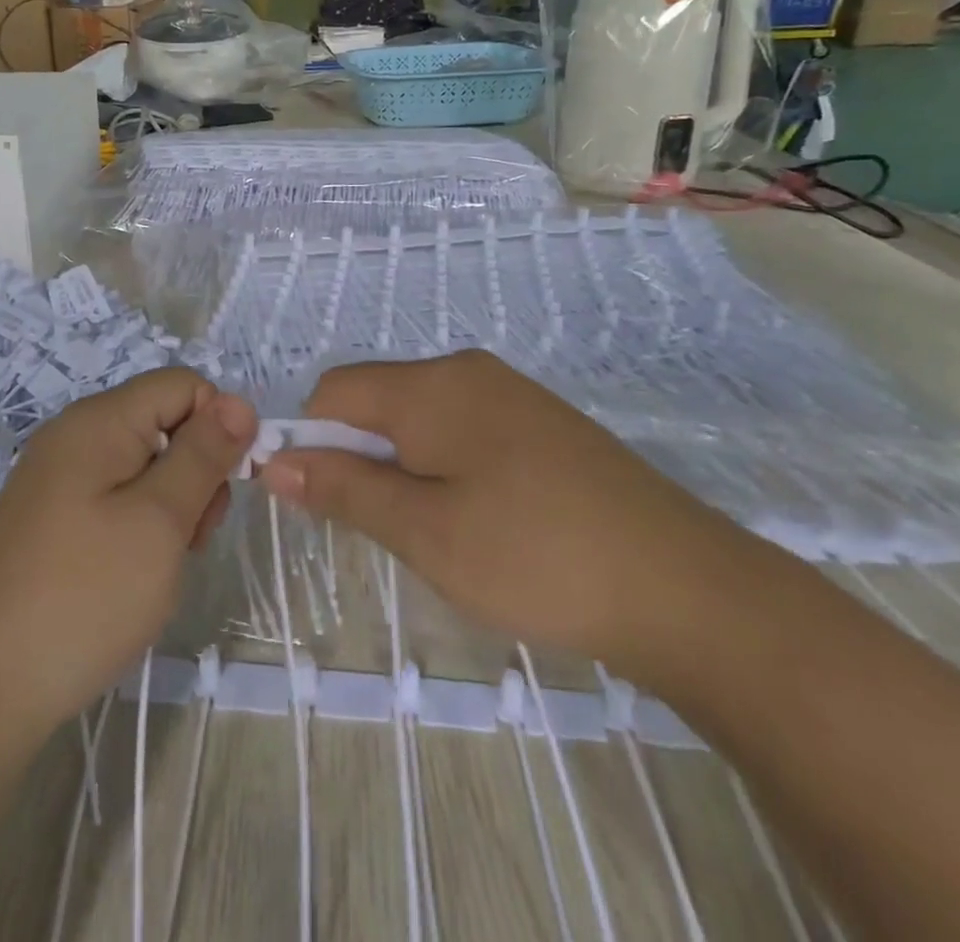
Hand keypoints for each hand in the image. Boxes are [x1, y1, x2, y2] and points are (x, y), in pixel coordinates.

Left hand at [0, 368, 254, 737]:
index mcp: (98, 420)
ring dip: (171, 504)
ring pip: (144, 462)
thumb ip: (203, 454)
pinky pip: (115, 494)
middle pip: (163, 422)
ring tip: (161, 562)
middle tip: (189, 537)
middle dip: (194, 471)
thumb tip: (238, 401)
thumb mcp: (161, 519)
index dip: (216, 425)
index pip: (182, 385)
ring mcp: (58, 475)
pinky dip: (140, 522)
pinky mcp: (51, 513)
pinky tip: (133, 570)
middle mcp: (74, 433)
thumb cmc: (87, 594)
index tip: (222, 487)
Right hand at [259, 350, 746, 671]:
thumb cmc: (535, 556)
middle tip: (391, 531)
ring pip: (420, 420)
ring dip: (404, 469)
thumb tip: (273, 461)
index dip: (313, 442)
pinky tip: (484, 522)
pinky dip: (446, 469)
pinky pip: (463, 431)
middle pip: (377, 401)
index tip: (323, 505)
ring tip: (439, 535)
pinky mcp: (541, 423)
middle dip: (362, 459)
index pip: (335, 391)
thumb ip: (344, 489)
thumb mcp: (424, 531)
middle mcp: (467, 371)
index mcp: (431, 385)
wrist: (686, 587)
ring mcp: (510, 394)